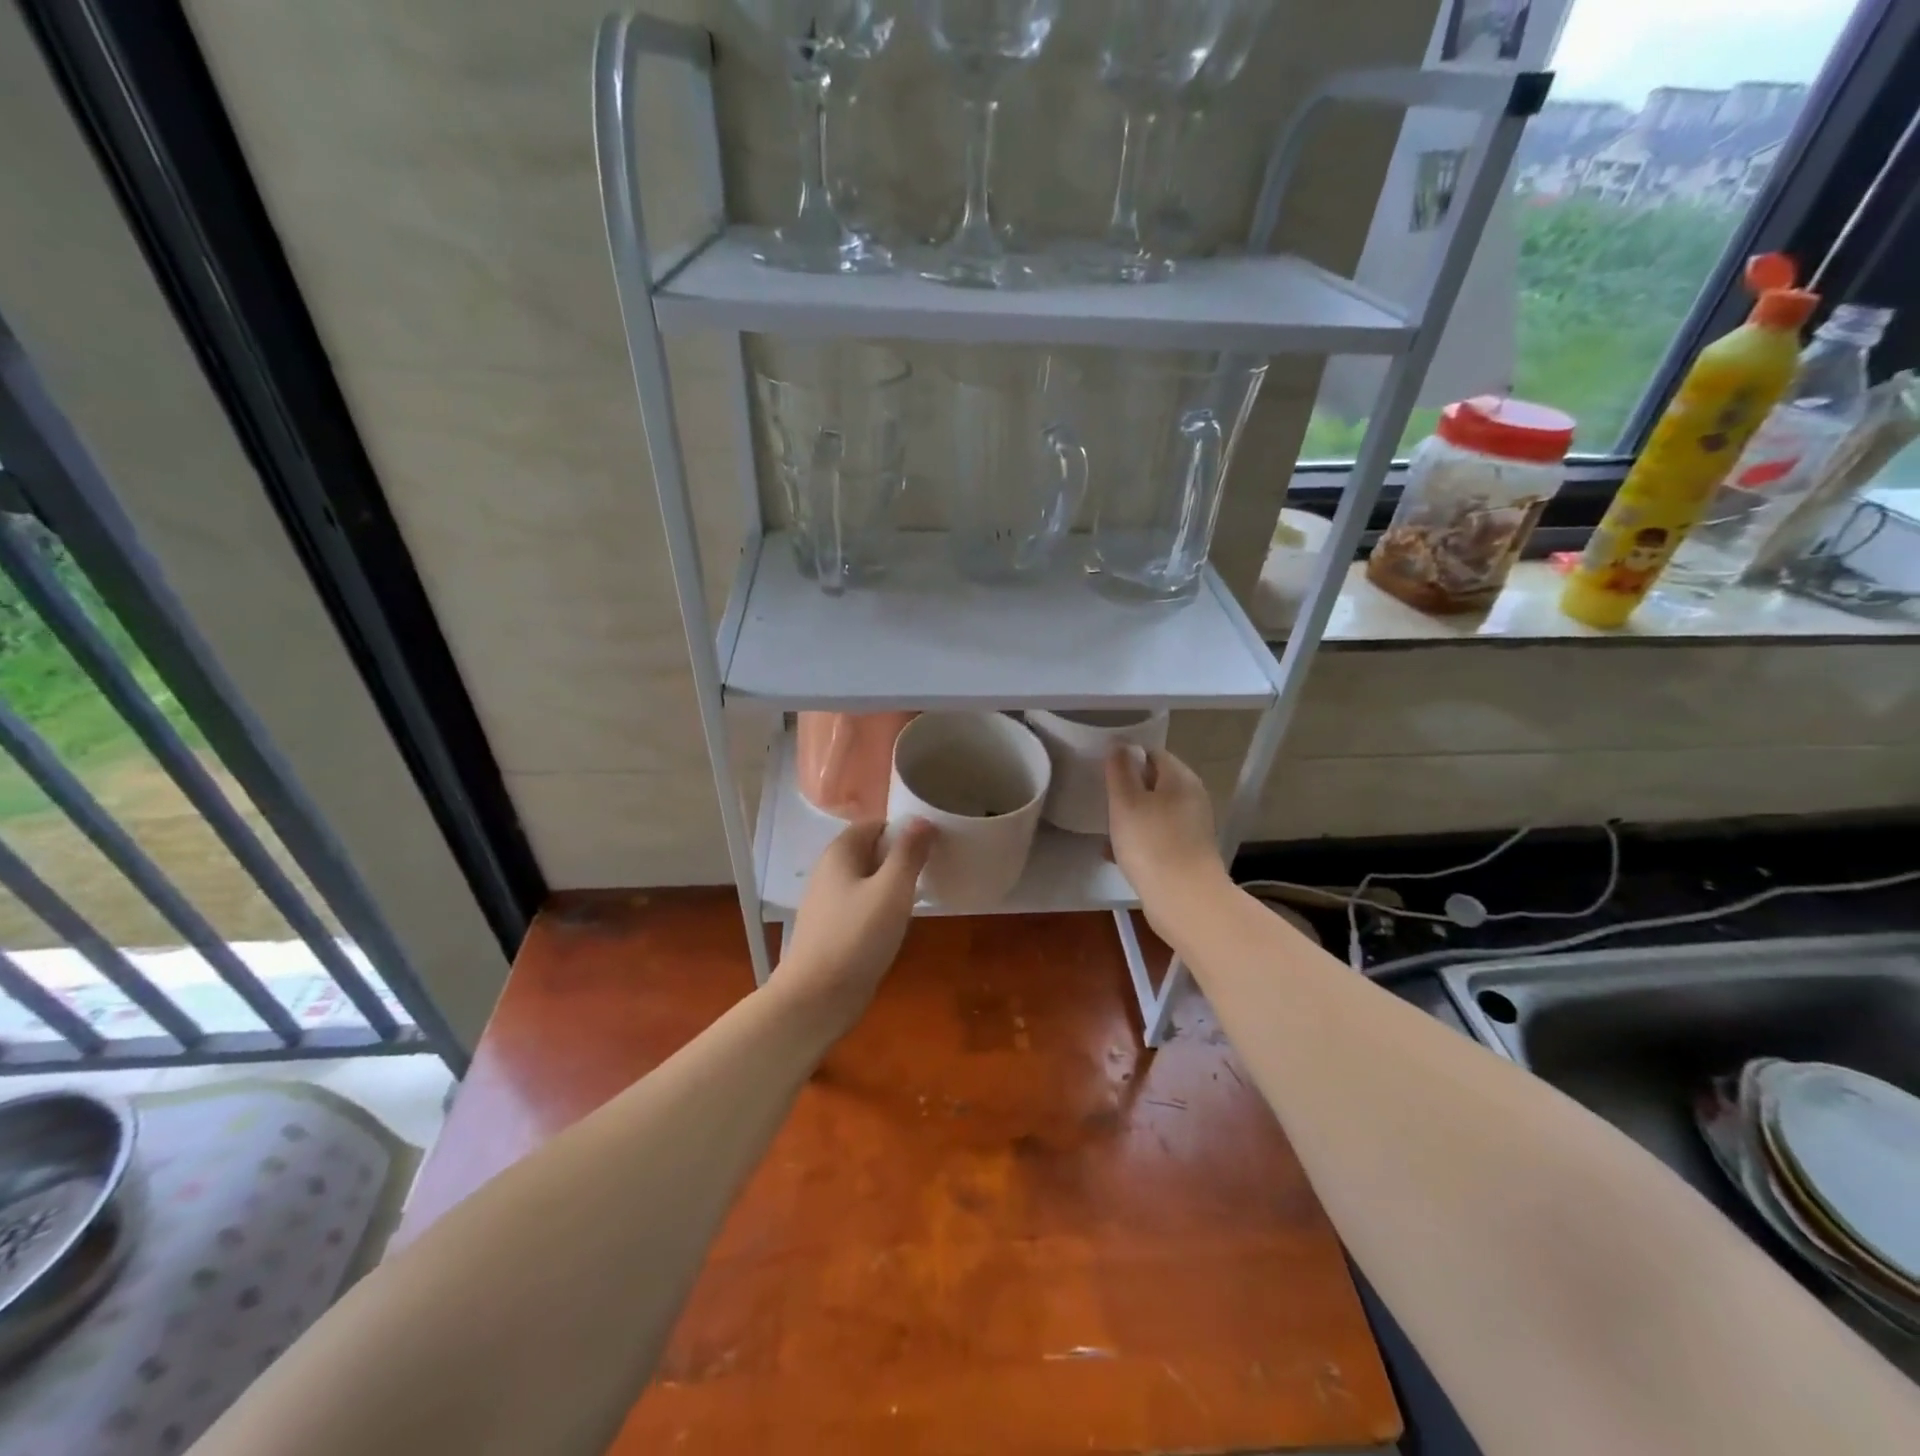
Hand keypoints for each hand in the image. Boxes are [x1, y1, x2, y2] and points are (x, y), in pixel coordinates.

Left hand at [773, 818, 935, 1035]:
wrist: (816, 998)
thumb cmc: (857, 936)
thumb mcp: (892, 890)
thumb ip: (908, 853)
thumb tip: (923, 820)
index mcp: (840, 852)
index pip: (876, 824)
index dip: (904, 829)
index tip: (934, 844)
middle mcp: (830, 871)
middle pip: (871, 850)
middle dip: (901, 856)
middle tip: (934, 868)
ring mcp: (828, 901)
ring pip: (868, 880)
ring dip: (894, 884)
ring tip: (923, 894)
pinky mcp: (833, 928)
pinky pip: (863, 905)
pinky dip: (882, 907)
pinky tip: (899, 923)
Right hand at [1105, 745, 1227, 937]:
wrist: (1185, 901)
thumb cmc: (1151, 844)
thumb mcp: (1126, 802)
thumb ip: (1120, 770)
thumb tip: (1120, 745)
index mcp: (1181, 778)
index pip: (1152, 753)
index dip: (1126, 758)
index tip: (1102, 771)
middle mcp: (1192, 798)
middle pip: (1154, 783)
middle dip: (1127, 790)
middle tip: (1101, 799)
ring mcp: (1192, 827)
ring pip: (1154, 811)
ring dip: (1130, 817)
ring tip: (1105, 828)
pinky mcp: (1188, 852)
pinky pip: (1158, 837)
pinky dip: (1138, 840)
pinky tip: (1115, 853)